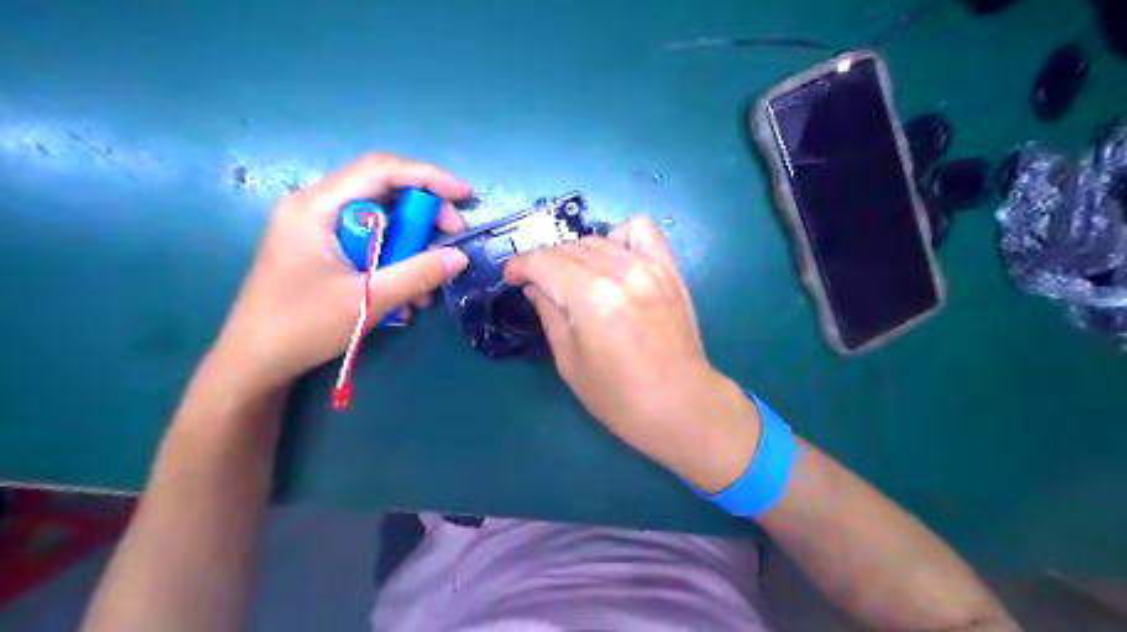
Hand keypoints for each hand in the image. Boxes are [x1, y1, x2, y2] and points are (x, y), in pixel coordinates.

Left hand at [210, 154, 472, 394]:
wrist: (254, 363)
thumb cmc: (302, 326)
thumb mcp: (368, 299)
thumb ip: (418, 274)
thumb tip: (459, 257)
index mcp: (317, 207)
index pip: (380, 170)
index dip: (428, 177)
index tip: (464, 196)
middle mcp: (316, 208)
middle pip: (383, 193)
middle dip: (424, 217)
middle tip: (451, 242)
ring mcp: (317, 230)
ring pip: (380, 223)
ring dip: (411, 249)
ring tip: (428, 285)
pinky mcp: (322, 251)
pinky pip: (369, 244)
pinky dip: (393, 263)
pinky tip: (406, 296)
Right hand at [503, 218, 761, 492]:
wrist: (681, 405)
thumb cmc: (620, 397)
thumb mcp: (570, 362)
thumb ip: (550, 315)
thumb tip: (535, 286)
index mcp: (591, 298)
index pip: (543, 262)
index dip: (519, 266)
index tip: (511, 278)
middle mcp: (619, 272)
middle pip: (568, 248)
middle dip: (544, 263)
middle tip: (539, 287)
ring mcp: (648, 267)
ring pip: (597, 239)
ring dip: (575, 254)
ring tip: (574, 278)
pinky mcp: (668, 270)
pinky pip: (640, 230)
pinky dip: (619, 237)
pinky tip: (613, 259)